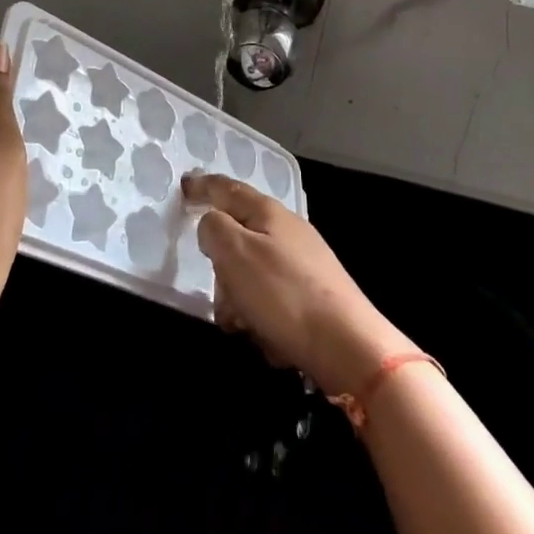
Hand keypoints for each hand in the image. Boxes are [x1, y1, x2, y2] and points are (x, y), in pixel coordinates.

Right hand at [183, 173, 417, 397]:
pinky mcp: (313, 294)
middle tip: (221, 293)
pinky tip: (270, 338)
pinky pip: (272, 299)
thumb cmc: (285, 294)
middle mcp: (287, 230)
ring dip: (240, 299)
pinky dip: (263, 317)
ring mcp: (304, 262)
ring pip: (252, 273)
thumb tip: (212, 223)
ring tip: (246, 325)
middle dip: (222, 268)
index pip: (226, 188)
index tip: (183, 186)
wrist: (350, 347)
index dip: (202, 186)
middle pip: (237, 236)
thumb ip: (214, 229)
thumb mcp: (236, 253)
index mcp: (267, 212)